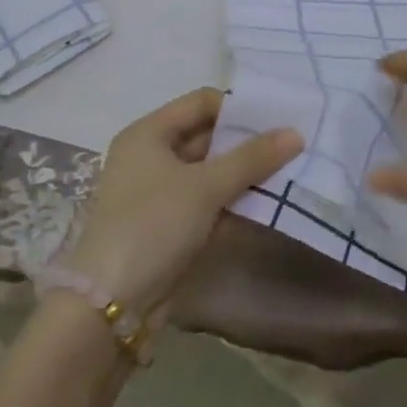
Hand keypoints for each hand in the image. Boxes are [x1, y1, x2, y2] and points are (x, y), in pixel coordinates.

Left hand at [65, 88, 301, 318]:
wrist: (111, 304)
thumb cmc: (153, 225)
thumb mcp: (205, 186)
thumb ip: (252, 158)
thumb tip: (296, 133)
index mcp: (148, 134)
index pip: (200, 102)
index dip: (238, 107)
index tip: (277, 120)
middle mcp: (151, 157)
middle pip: (207, 136)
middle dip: (247, 142)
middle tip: (291, 145)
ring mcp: (159, 193)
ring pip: (210, 172)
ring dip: (245, 174)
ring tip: (288, 172)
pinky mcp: (170, 225)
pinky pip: (208, 202)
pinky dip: (234, 201)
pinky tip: (268, 205)